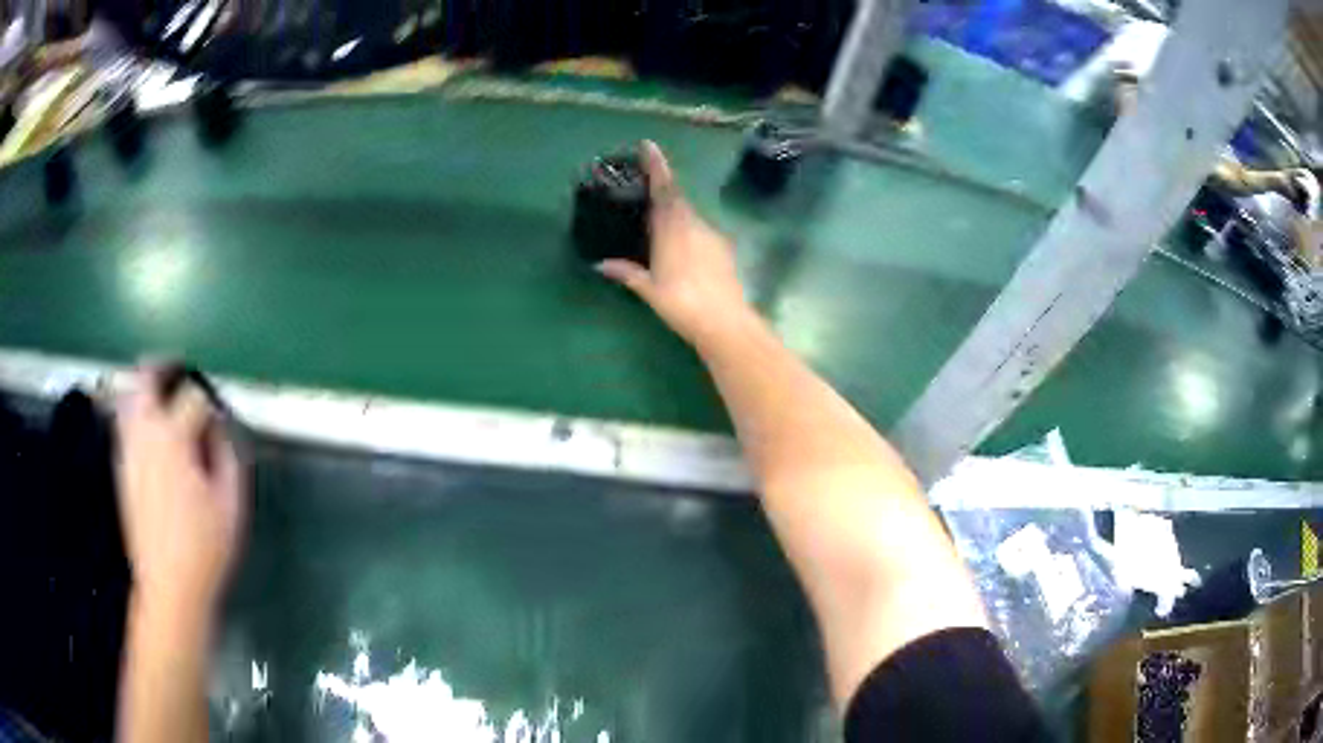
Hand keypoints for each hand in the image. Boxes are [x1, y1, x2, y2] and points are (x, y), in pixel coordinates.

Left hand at [114, 364, 246, 626]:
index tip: (219, 420)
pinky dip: (135, 413)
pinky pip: (124, 423)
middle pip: (145, 378)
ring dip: (144, 388)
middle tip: (177, 370)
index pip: (192, 397)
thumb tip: (218, 430)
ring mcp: (128, 450)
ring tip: (162, 396)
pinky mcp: (121, 468)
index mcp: (173, 439)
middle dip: (162, 366)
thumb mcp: (231, 505)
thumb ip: (227, 457)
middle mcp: (144, 434)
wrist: (167, 586)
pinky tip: (151, 433)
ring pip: (128, 396)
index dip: (209, 403)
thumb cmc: (203, 548)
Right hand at [596, 141, 755, 347]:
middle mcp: (694, 223)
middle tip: (644, 188)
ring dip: (675, 213)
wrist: (725, 322)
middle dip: (662, 189)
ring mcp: (712, 235)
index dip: (656, 165)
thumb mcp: (649, 288)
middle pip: (676, 199)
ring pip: (690, 215)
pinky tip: (681, 248)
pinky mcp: (724, 249)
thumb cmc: (682, 302)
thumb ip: (626, 272)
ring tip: (659, 223)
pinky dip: (687, 230)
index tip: (648, 145)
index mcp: (673, 226)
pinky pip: (700, 230)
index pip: (664, 188)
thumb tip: (600, 265)